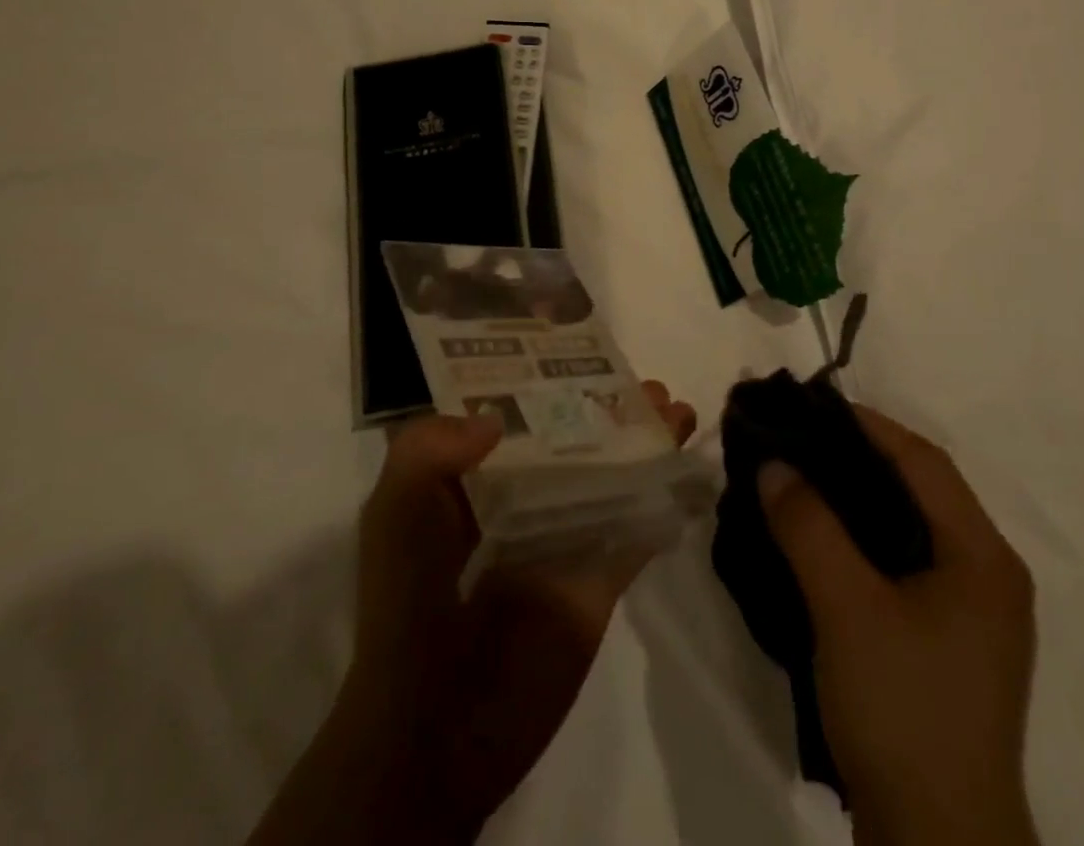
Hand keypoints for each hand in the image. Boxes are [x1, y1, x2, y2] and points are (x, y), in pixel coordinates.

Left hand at [250, 382, 697, 845]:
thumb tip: (495, 420)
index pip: (515, 415)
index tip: (584, 351)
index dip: (549, 382)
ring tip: (680, 412)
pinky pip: (636, 531)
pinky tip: (689, 471)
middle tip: (651, 385)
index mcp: (472, 481)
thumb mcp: (394, 514)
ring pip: (613, 476)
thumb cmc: (409, 607)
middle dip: (612, 408)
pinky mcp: (597, 581)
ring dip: (647, 444)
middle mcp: (520, 501)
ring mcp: (562, 540)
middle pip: (576, 440)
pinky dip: (663, 501)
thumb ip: (426, 450)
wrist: (435, 732)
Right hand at [758, 406, 1038, 845]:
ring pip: (910, 527)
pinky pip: (904, 564)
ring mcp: (971, 615)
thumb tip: (773, 463)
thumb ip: (808, 526)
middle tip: (800, 437)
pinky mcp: (948, 644)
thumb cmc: (903, 711)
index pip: (925, 462)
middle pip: (920, 490)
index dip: (869, 424)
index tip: (812, 405)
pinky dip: (863, 538)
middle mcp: (988, 575)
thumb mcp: (846, 608)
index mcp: (983, 557)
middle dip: (859, 456)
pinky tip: (823, 539)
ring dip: (859, 497)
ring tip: (803, 477)